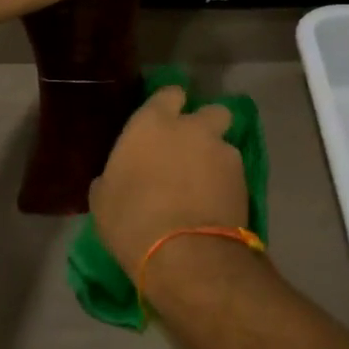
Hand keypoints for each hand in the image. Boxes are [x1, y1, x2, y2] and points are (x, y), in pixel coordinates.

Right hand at [89, 85, 247, 277]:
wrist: (184, 254)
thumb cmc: (130, 219)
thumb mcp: (103, 197)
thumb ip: (115, 175)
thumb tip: (120, 177)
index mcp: (152, 123)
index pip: (169, 94)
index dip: (169, 106)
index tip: (163, 123)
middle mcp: (192, 128)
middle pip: (211, 111)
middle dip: (205, 126)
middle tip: (191, 151)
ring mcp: (222, 153)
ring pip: (225, 145)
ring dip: (216, 159)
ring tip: (205, 188)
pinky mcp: (245, 181)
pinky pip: (234, 175)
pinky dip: (227, 186)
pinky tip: (215, 206)